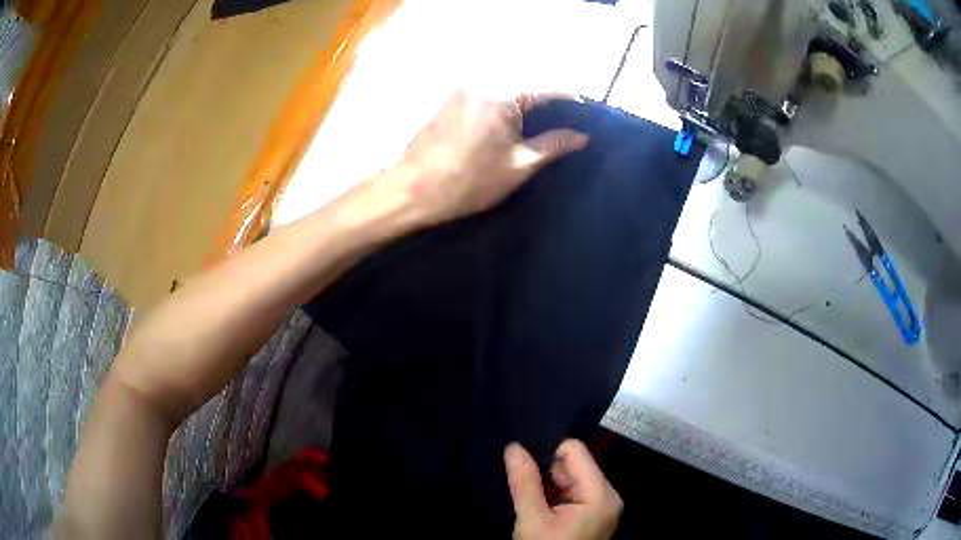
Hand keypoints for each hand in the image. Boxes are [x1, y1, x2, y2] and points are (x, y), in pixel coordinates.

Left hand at [384, 90, 588, 225]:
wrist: (411, 191)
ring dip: (526, 109)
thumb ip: (554, 145)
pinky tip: (513, 130)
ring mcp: (463, 90)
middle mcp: (482, 82)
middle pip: (527, 88)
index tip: (589, 121)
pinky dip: (505, 111)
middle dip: (549, 107)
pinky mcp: (451, 101)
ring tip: (544, 132)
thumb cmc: (468, 181)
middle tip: (568, 130)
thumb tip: (582, 136)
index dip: (573, 104)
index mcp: (502, 93)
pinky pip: (489, 99)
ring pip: (507, 93)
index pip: (549, 90)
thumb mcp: (519, 165)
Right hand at [504, 439, 622, 539]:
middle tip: (524, 484)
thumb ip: (525, 482)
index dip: (548, 453)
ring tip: (531, 496)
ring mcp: (604, 506)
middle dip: (548, 471)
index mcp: (600, 493)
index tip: (524, 465)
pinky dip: (557, 496)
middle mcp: (608, 495)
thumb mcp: (532, 520)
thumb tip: (514, 446)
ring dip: (551, 485)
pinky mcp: (596, 515)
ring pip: (574, 479)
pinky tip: (542, 507)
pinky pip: (576, 493)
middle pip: (576, 464)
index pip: (575, 451)